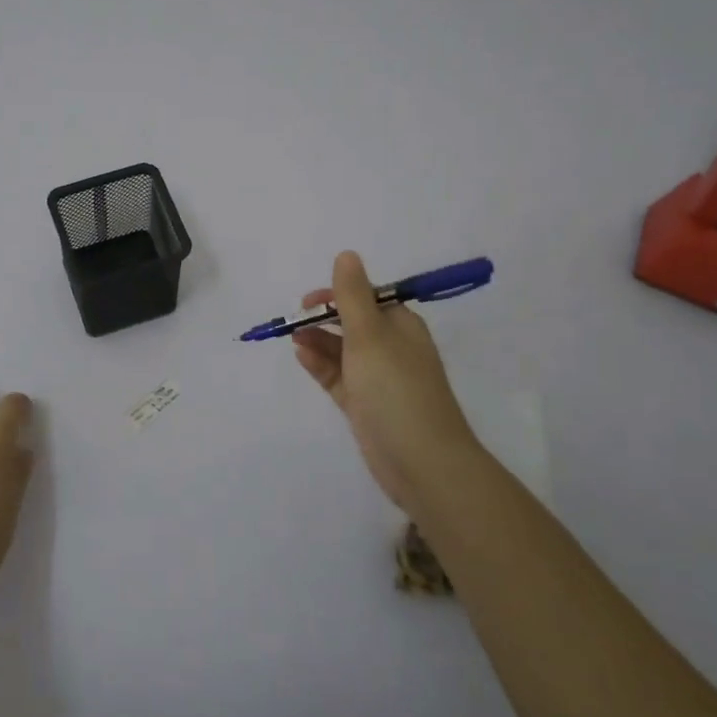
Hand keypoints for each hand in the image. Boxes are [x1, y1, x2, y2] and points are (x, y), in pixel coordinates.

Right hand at [292, 251, 480, 513]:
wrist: (423, 462)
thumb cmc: (396, 389)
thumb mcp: (370, 335)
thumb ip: (352, 295)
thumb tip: (347, 254)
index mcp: (400, 325)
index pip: (366, 298)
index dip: (336, 295)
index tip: (308, 301)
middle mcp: (391, 348)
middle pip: (352, 323)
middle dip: (323, 319)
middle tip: (295, 322)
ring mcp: (378, 378)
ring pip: (342, 350)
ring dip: (318, 341)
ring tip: (293, 340)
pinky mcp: (365, 405)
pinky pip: (339, 377)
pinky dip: (321, 365)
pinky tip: (302, 357)